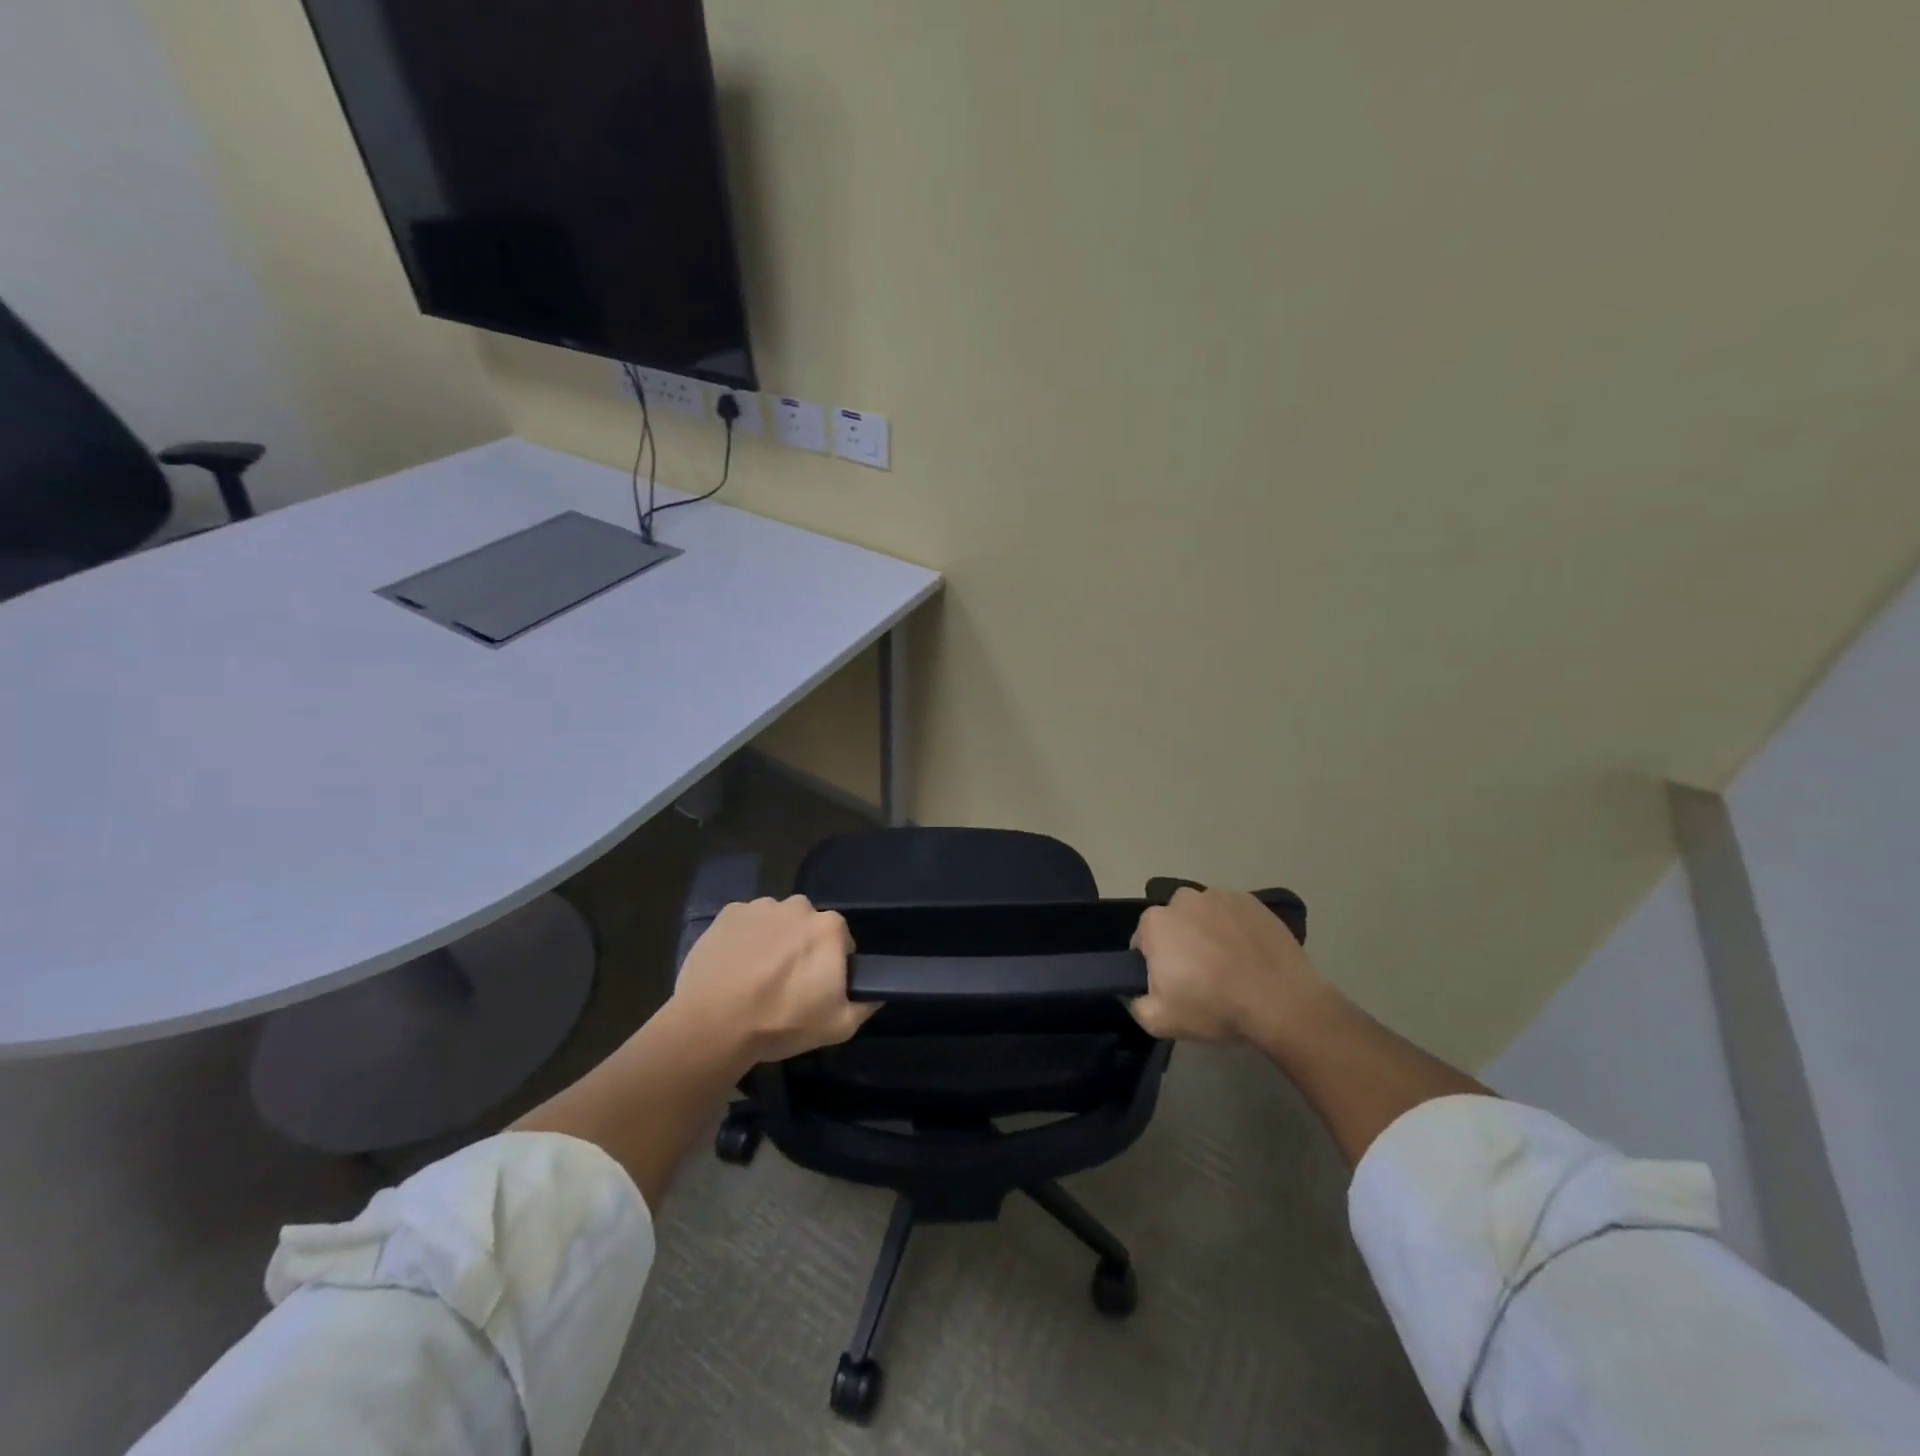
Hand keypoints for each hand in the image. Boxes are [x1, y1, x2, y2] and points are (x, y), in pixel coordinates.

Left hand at [669, 896, 876, 1066]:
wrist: (713, 1024)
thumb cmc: (781, 1022)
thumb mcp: (838, 1026)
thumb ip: (865, 1004)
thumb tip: (877, 992)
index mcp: (829, 927)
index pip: (840, 941)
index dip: (831, 965)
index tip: (816, 988)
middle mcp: (798, 906)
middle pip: (807, 926)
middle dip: (802, 948)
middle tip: (786, 983)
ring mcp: (761, 906)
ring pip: (776, 922)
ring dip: (773, 941)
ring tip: (755, 977)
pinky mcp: (728, 913)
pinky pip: (745, 922)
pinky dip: (744, 938)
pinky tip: (734, 967)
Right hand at [1129, 887, 1329, 1045]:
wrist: (1283, 1003)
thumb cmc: (1215, 1007)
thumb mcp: (1159, 1021)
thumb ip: (1135, 1003)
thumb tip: (1134, 992)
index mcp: (1155, 922)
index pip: (1143, 943)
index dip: (1155, 966)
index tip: (1174, 986)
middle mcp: (1183, 899)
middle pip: (1173, 924)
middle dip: (1181, 945)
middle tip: (1201, 978)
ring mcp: (1220, 896)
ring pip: (1203, 916)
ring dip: (1208, 934)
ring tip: (1230, 967)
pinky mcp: (1252, 901)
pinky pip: (1233, 915)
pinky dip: (1235, 930)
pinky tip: (1250, 956)